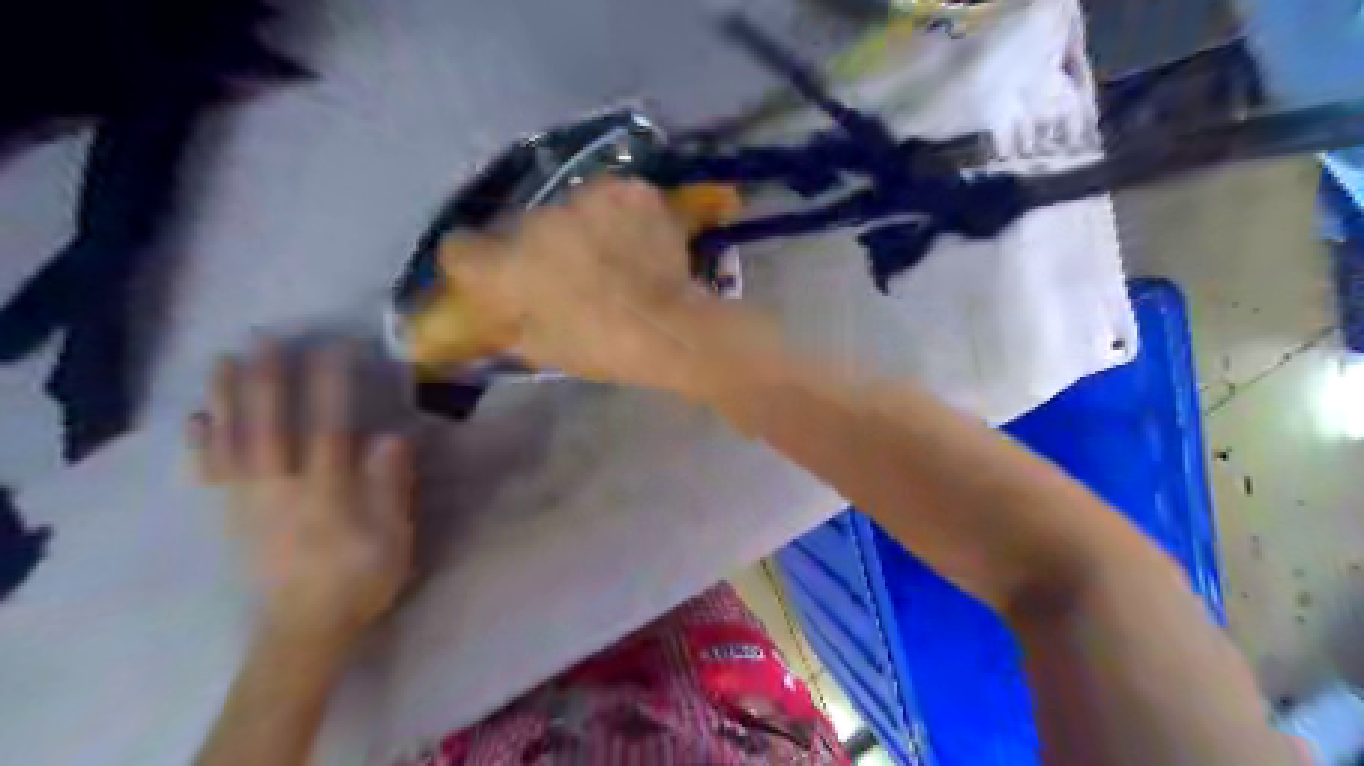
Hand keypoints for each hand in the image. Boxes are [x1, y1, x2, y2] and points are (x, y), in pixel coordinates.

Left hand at [192, 345, 412, 649]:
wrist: (306, 626)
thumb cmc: (361, 578)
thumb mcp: (392, 535)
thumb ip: (389, 485)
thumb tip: (390, 437)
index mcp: (326, 492)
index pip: (327, 427)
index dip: (329, 385)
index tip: (333, 347)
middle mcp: (281, 488)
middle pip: (269, 425)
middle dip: (268, 379)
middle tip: (267, 339)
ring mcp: (249, 501)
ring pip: (233, 442)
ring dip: (227, 398)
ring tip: (224, 360)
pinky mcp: (231, 515)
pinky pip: (211, 474)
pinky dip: (201, 445)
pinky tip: (197, 418)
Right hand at [441, 178, 716, 388]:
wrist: (669, 328)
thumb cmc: (602, 348)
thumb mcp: (544, 349)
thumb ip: (513, 323)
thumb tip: (506, 311)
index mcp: (507, 266)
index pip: (459, 248)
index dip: (473, 263)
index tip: (491, 274)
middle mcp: (535, 221)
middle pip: (524, 227)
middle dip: (538, 247)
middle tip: (569, 272)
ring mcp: (585, 198)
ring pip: (572, 207)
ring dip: (582, 226)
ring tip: (612, 255)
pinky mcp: (627, 189)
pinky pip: (614, 198)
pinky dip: (621, 215)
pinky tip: (638, 239)